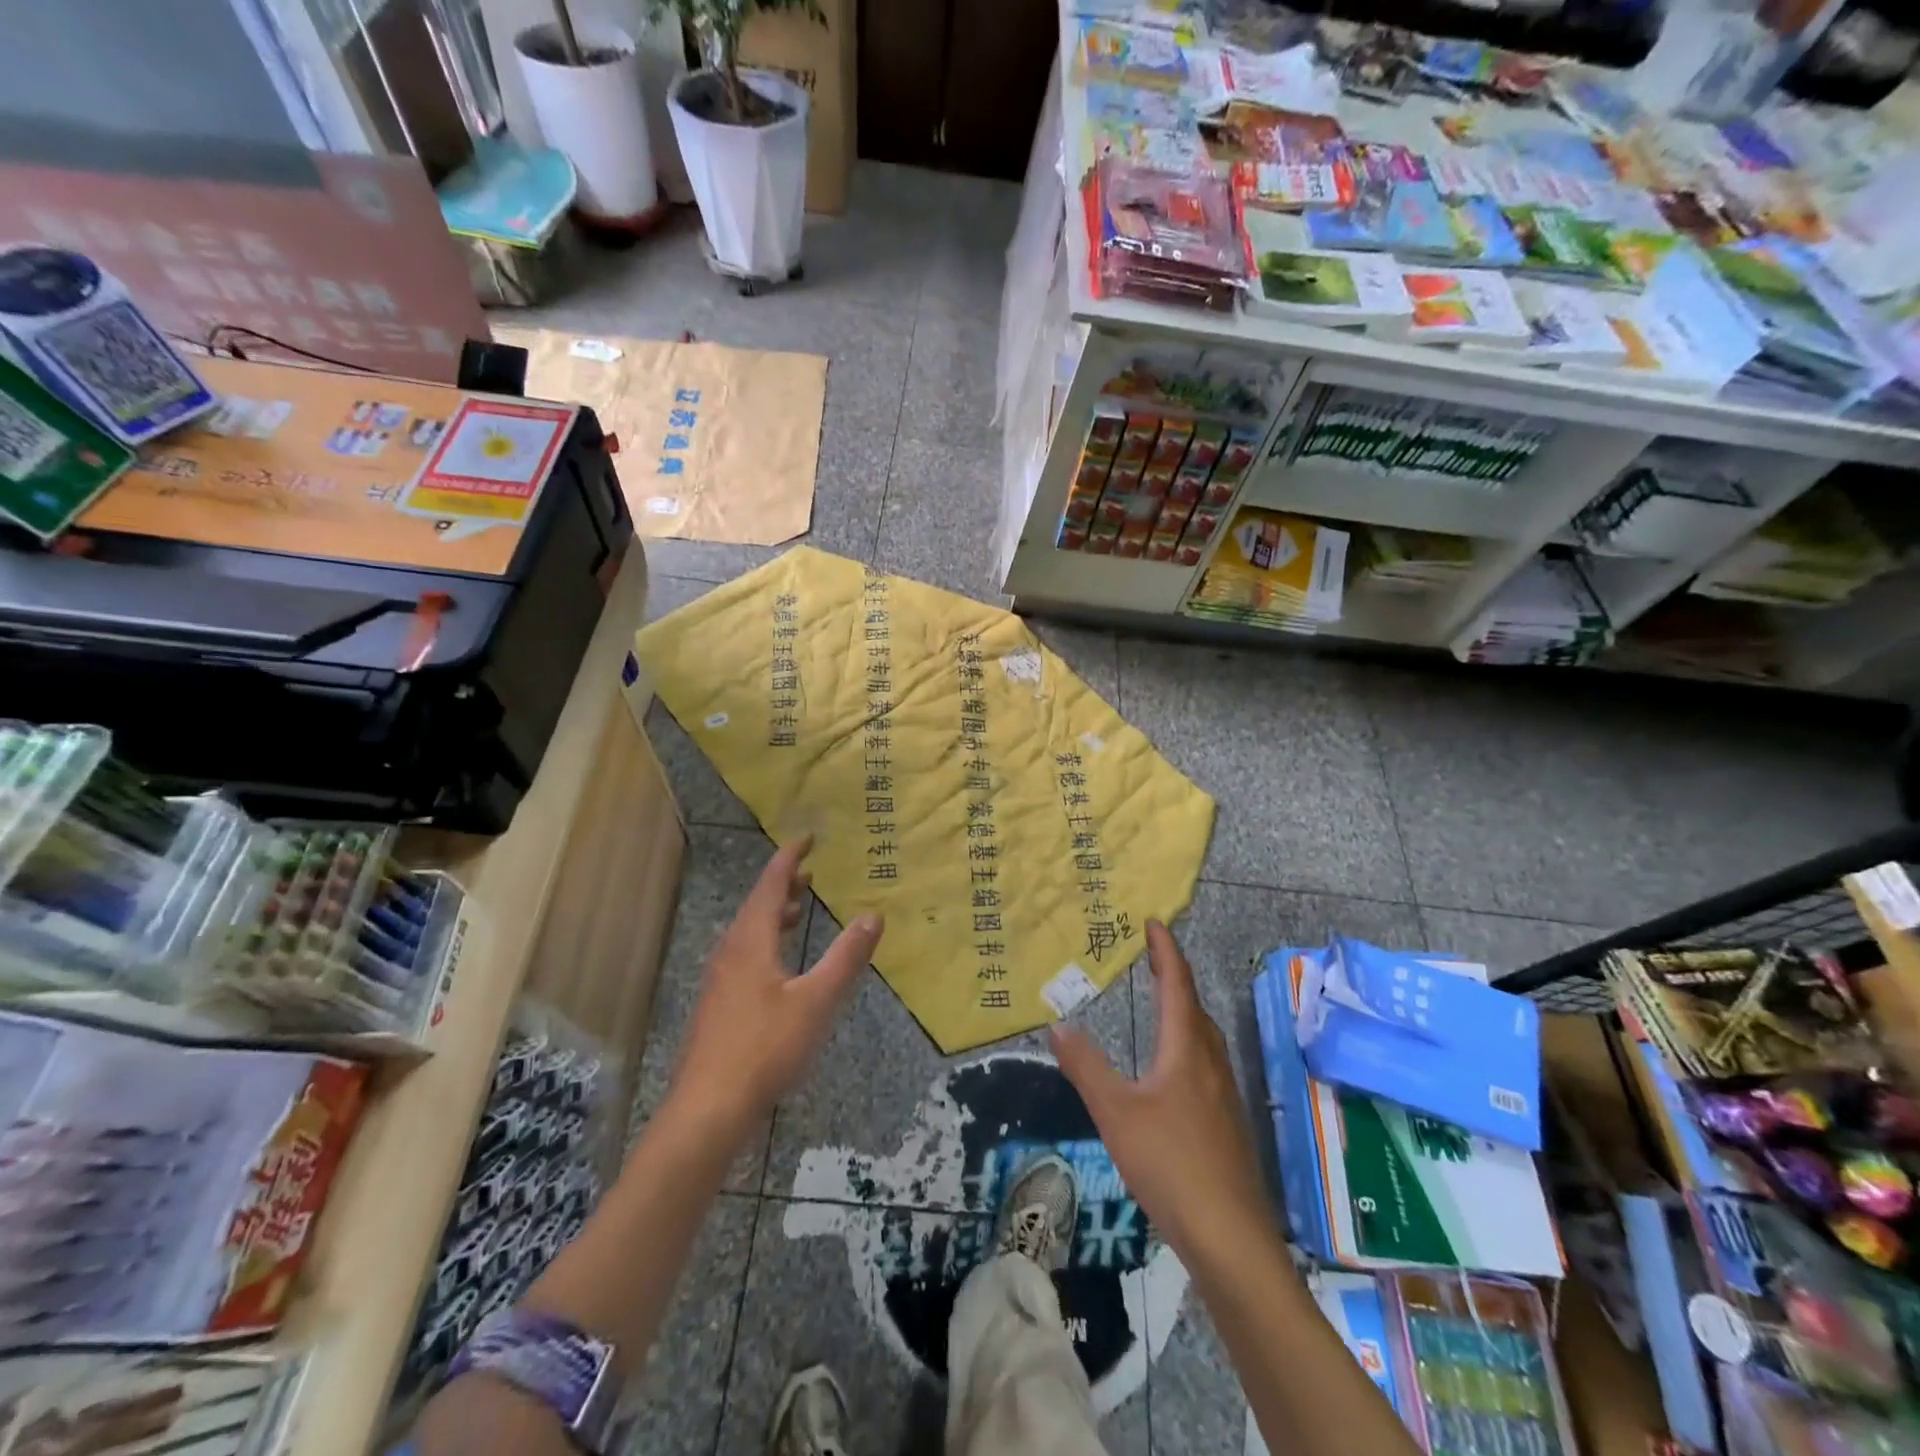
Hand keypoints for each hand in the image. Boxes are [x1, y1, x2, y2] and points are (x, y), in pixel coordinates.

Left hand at [669, 836, 883, 1140]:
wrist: (707, 1109)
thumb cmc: (765, 1048)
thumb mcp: (817, 1001)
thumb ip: (846, 957)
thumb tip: (873, 915)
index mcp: (751, 941)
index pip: (771, 884)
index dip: (790, 858)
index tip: (807, 838)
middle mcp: (730, 952)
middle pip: (756, 905)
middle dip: (783, 885)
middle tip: (809, 872)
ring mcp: (718, 980)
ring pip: (747, 932)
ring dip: (773, 914)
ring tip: (797, 910)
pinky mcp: (716, 1005)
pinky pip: (743, 954)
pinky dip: (764, 941)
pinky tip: (777, 966)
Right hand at [1051, 921, 1276, 1267]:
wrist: (1231, 1237)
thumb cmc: (1171, 1165)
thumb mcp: (1115, 1114)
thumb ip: (1086, 1067)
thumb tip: (1057, 1024)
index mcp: (1186, 1050)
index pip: (1177, 985)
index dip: (1165, 952)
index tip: (1154, 923)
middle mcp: (1210, 1063)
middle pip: (1194, 1006)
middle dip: (1173, 976)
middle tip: (1151, 956)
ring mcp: (1224, 1094)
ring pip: (1204, 1036)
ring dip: (1183, 1008)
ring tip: (1161, 1001)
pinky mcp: (1227, 1121)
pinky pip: (1206, 1060)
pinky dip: (1188, 1040)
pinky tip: (1174, 1067)